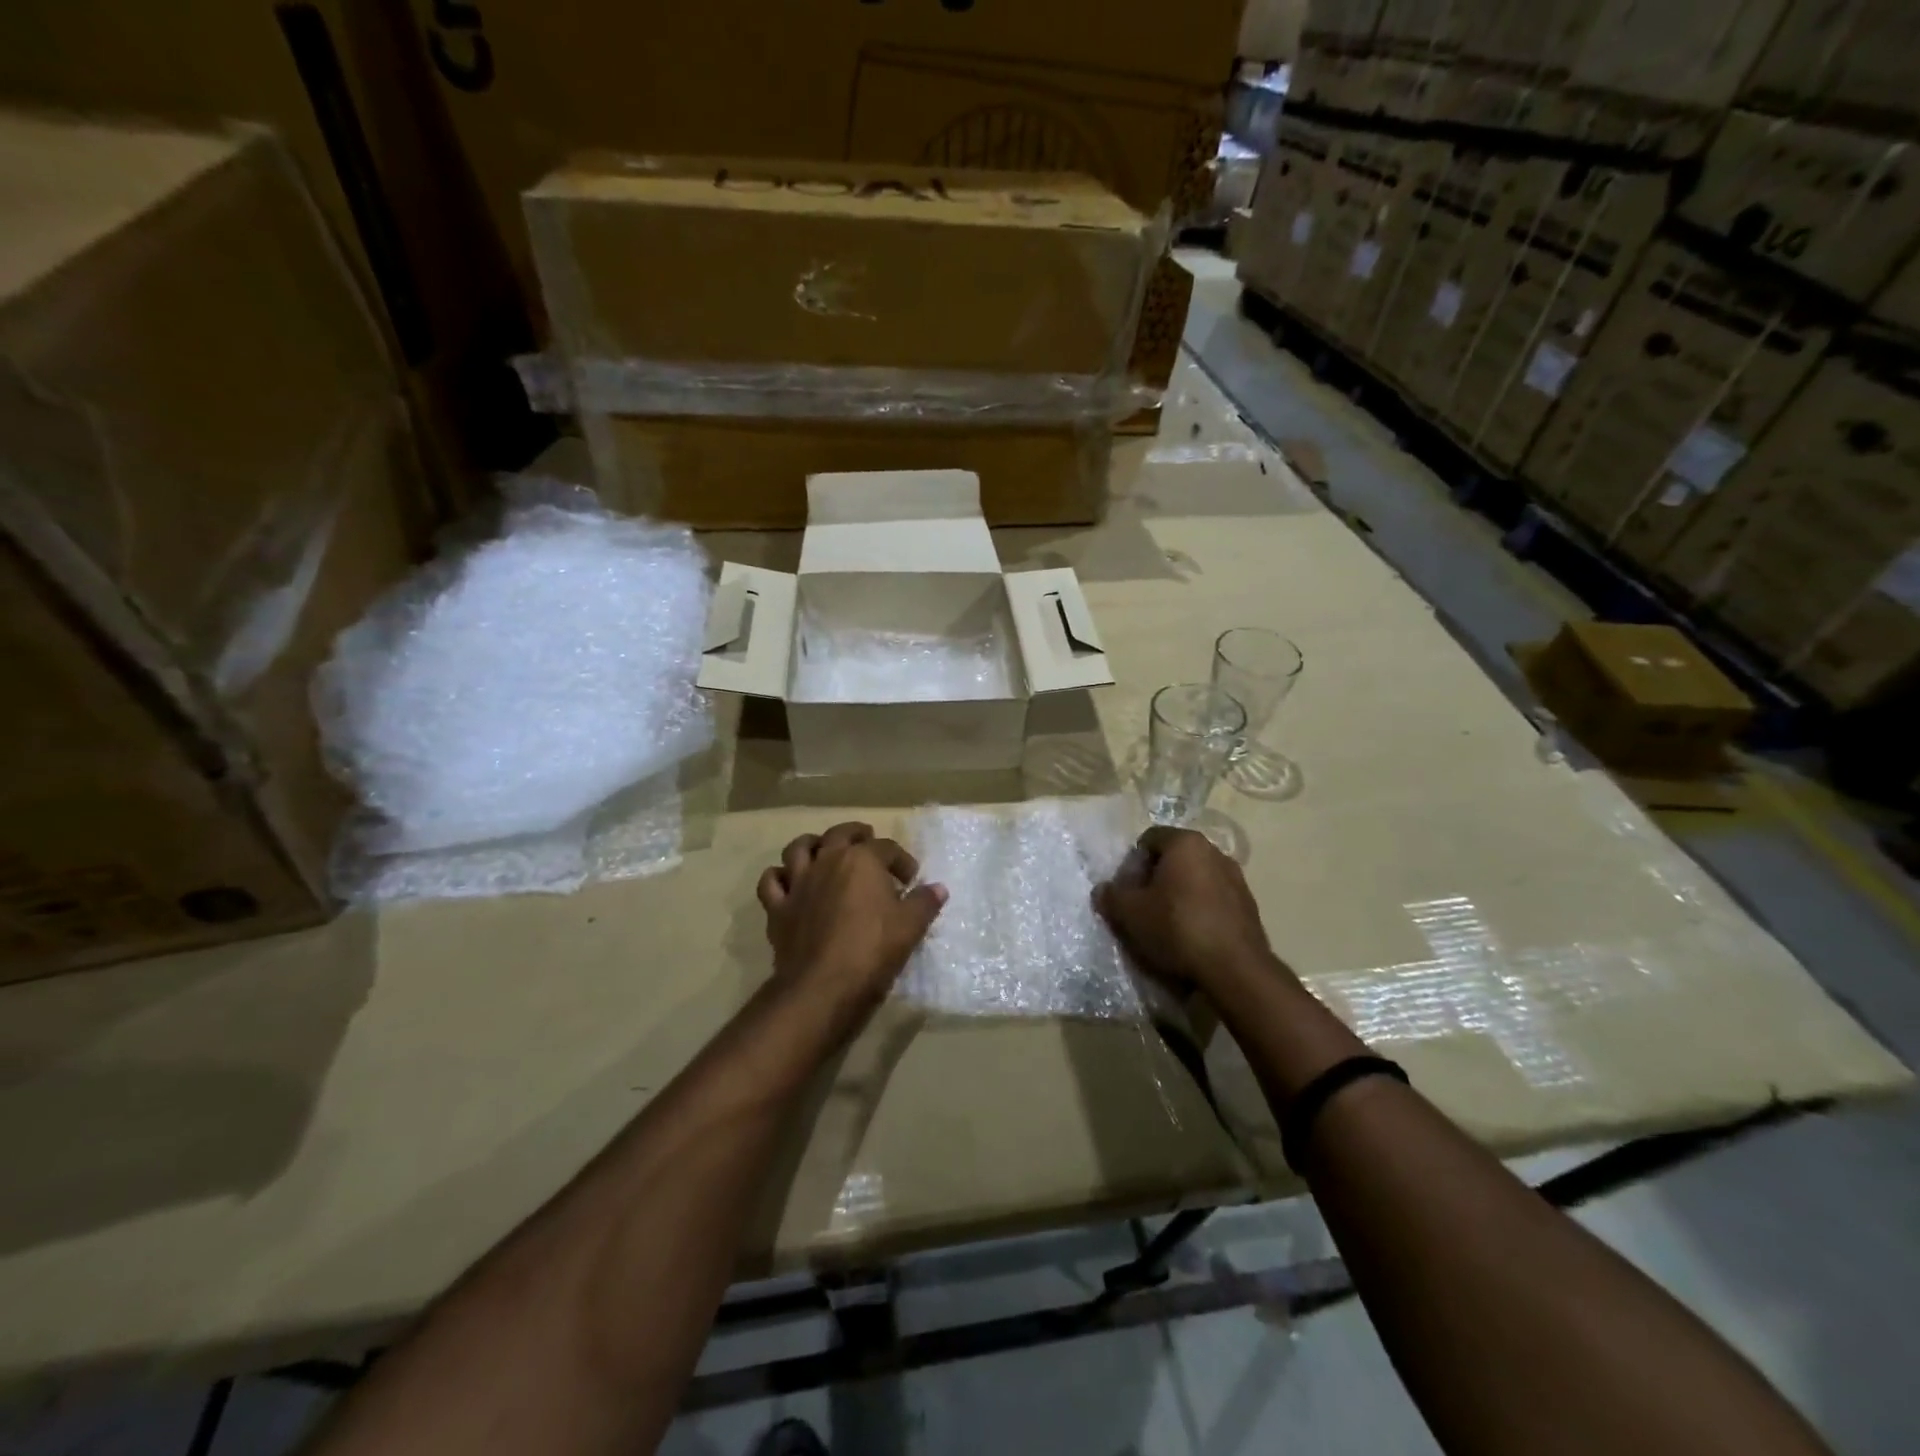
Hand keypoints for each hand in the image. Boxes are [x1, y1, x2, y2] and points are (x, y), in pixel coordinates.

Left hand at [757, 822, 946, 1018]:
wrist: (823, 986)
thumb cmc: (872, 950)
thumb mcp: (910, 927)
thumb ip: (925, 903)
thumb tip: (938, 888)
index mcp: (861, 860)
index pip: (886, 847)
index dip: (901, 860)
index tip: (911, 879)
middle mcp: (827, 861)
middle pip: (840, 834)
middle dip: (857, 834)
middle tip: (867, 843)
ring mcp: (798, 882)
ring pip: (798, 848)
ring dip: (812, 844)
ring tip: (823, 851)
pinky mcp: (778, 907)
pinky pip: (771, 882)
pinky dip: (779, 877)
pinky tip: (789, 882)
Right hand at [1095, 826, 1291, 998]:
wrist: (1235, 970)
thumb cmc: (1177, 928)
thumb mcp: (1130, 913)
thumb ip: (1111, 896)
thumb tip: (1103, 889)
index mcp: (1186, 843)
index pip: (1149, 839)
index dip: (1132, 864)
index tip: (1127, 891)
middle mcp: (1214, 852)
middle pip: (1174, 858)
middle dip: (1155, 879)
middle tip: (1142, 908)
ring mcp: (1236, 879)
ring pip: (1196, 880)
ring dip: (1179, 896)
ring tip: (1167, 926)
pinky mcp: (1249, 906)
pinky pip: (1214, 900)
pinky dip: (1200, 911)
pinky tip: (1192, 937)